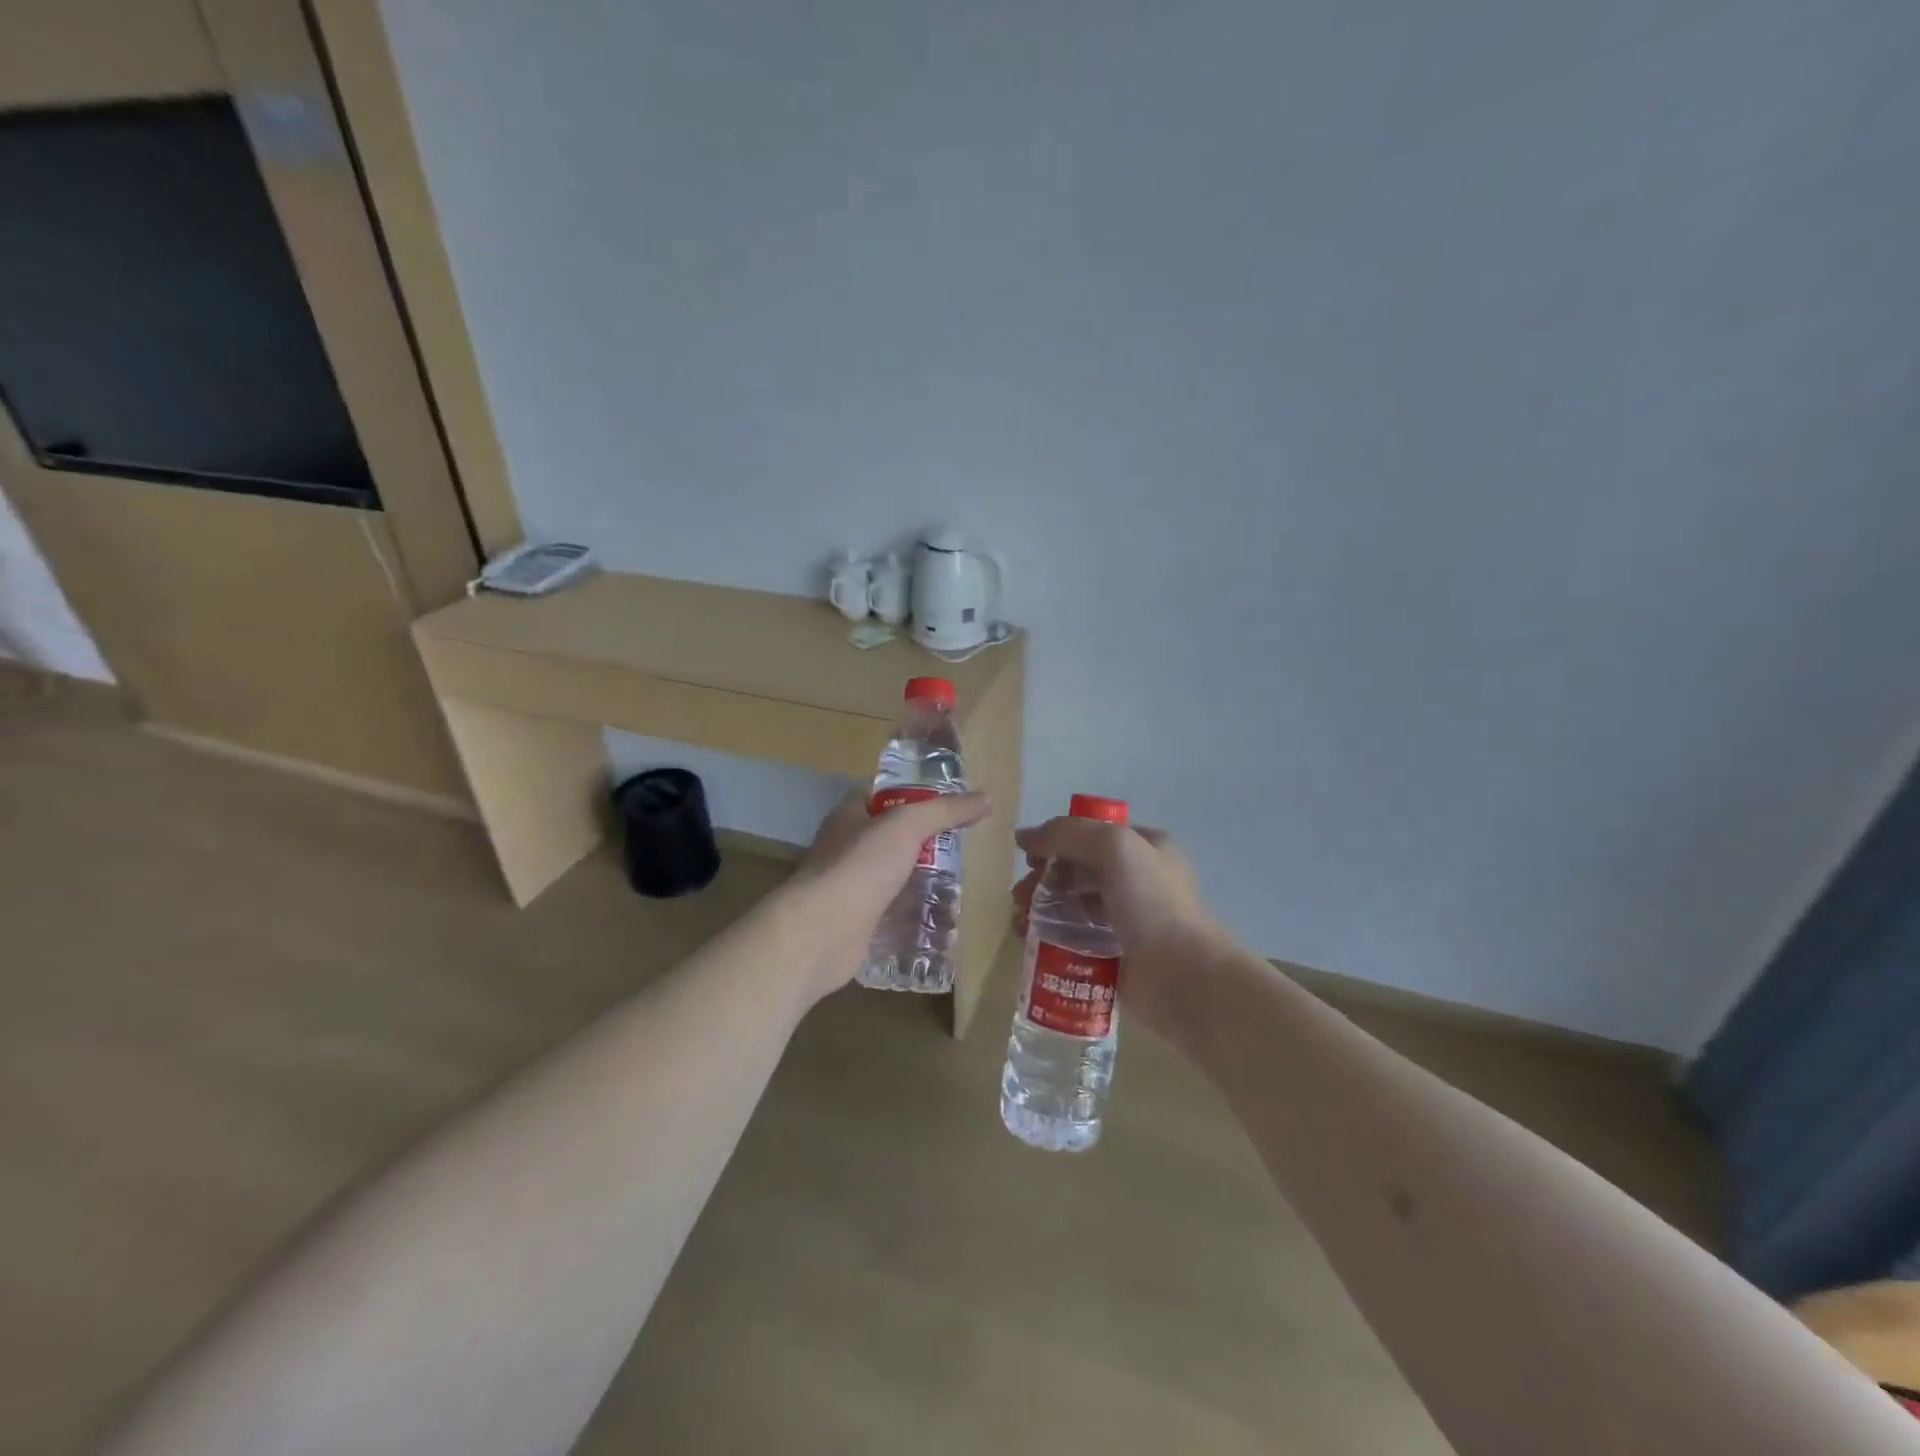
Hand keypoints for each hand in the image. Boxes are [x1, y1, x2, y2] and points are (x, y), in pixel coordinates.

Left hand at [782, 787, 989, 1003]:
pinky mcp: (862, 925)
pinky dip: (919, 920)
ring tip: (965, 889)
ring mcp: (854, 889)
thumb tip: (986, 799)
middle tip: (967, 851)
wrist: (822, 933)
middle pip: (895, 841)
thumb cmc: (860, 867)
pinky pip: (897, 917)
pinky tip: (947, 924)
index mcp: (851, 818)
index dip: (915, 796)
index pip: (884, 797)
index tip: (951, 805)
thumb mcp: (906, 826)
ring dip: (927, 886)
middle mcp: (849, 850)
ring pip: (898, 880)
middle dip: (929, 846)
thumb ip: (944, 811)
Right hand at [1011, 817, 1224, 1035]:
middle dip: (1043, 878)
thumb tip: (1023, 836)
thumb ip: (1067, 833)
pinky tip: (1030, 942)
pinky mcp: (1117, 954)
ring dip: (1041, 908)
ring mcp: (1128, 919)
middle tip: (1019, 896)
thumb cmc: (1152, 903)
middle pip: (1077, 869)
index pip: (1092, 834)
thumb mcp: (1113, 847)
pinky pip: (1076, 938)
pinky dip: (1050, 937)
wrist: (1184, 978)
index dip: (1057, 842)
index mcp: (1146, 848)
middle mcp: (1139, 879)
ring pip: (1073, 904)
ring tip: (1019, 923)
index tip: (1030, 859)